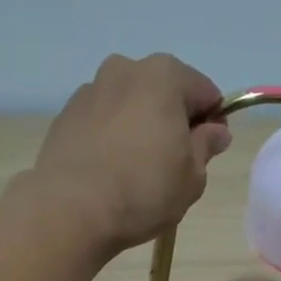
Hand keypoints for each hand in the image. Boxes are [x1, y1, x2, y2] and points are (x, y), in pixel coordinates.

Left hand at [30, 53, 232, 251]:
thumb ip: (206, 146)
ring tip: (136, 170)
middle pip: (163, 93)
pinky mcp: (65, 116)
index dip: (212, 123)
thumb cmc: (144, 190)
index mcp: (164, 75)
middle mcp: (124, 69)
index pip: (205, 93)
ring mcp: (90, 90)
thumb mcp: (192, 176)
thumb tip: (215, 131)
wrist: (70, 210)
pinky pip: (102, 122)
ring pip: (129, 105)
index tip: (207, 152)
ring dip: (139, 127)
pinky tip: (109, 172)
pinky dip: (111, 138)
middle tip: (172, 164)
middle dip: (172, 121)